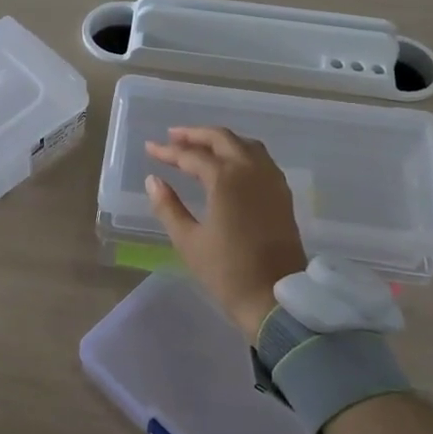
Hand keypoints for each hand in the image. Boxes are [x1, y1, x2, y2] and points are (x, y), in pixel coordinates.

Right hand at [144, 126, 308, 337]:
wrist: (276, 299)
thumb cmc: (227, 272)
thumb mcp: (189, 241)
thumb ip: (168, 207)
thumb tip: (153, 180)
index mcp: (226, 179)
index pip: (192, 155)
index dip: (169, 152)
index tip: (150, 149)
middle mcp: (251, 170)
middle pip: (222, 139)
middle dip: (195, 135)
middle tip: (173, 137)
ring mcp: (271, 180)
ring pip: (245, 145)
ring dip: (221, 140)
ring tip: (199, 147)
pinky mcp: (282, 194)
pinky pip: (260, 159)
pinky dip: (241, 152)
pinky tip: (229, 165)